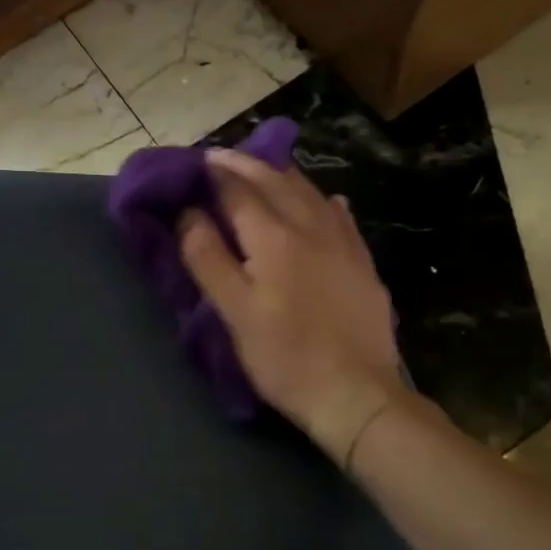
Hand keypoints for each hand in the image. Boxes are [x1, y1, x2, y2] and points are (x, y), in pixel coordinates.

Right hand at [178, 148, 405, 462]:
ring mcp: (343, 242)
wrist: (356, 392)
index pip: (238, 189)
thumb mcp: (234, 312)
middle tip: (221, 157)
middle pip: (274, 181)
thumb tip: (188, 212)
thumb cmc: (284, 356)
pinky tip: (326, 200)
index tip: (195, 162)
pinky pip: (341, 216)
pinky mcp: (363, 261)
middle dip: (245, 164)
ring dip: (282, 174)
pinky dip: (323, 200)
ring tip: (263, 168)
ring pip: (310, 192)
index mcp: (273, 236)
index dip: (214, 173)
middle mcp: (310, 226)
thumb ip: (208, 257)